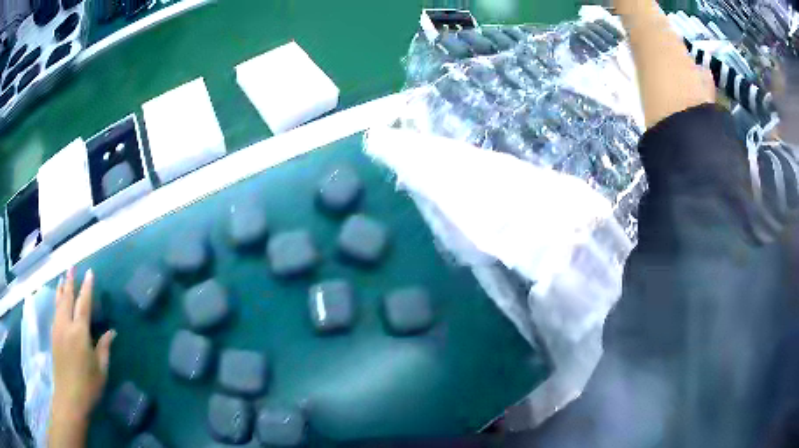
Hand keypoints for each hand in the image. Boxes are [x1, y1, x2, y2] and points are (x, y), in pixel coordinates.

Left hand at [51, 268, 114, 421]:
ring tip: (63, 277)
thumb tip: (111, 332)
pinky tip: (58, 300)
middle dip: (70, 281)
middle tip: (72, 266)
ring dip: (61, 288)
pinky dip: (57, 301)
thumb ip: (104, 348)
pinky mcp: (53, 336)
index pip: (83, 304)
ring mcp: (57, 329)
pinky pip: (55, 312)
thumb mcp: (101, 370)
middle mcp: (66, 325)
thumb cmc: (88, 386)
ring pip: (59, 303)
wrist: (69, 398)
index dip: (87, 287)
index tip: (90, 272)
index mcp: (79, 333)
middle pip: (67, 297)